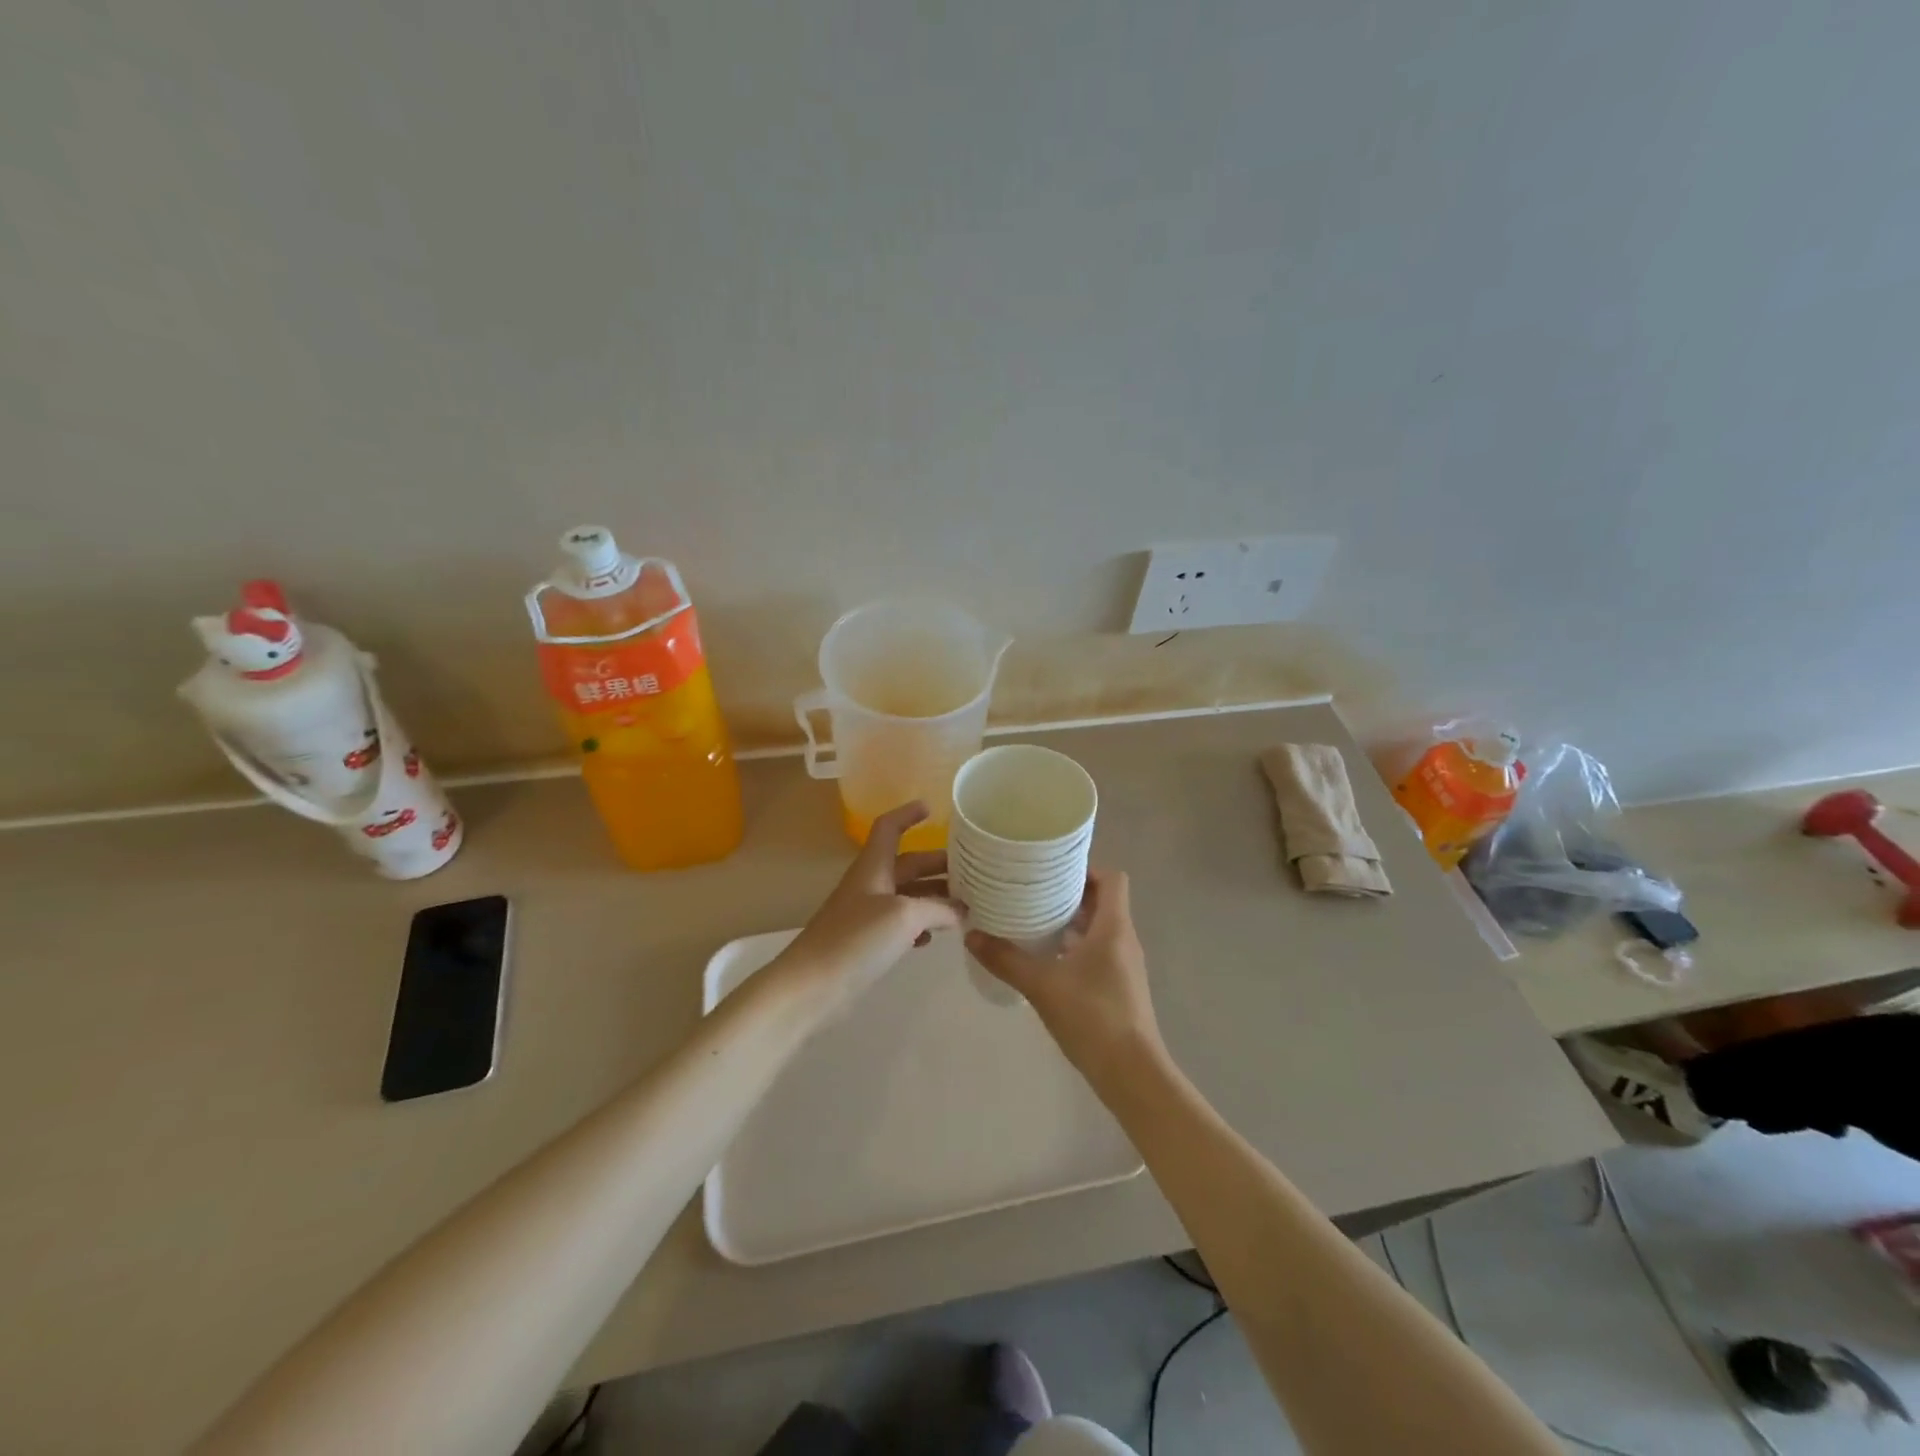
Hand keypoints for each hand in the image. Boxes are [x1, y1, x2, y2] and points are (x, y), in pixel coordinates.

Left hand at [777, 802, 963, 1015]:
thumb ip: (938, 909)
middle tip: (972, 871)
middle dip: (937, 864)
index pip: (889, 828)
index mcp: (874, 867)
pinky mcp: (866, 942)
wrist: (812, 986)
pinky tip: (934, 937)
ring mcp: (866, 914)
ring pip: (906, 895)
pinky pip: (899, 924)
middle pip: (907, 864)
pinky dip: (919, 924)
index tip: (931, 808)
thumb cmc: (856, 938)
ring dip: (933, 896)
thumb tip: (961, 911)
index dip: (908, 814)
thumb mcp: (905, 916)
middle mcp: (870, 884)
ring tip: (963, 905)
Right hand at [965, 869, 1165, 1087]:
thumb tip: (971, 935)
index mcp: (1114, 927)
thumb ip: (1006, 958)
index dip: (1086, 869)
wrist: (1132, 1074)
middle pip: (1103, 901)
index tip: (1052, 871)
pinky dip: (1075, 948)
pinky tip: (1046, 960)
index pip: (1112, 878)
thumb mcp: (1042, 985)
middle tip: (1032, 892)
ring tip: (1033, 921)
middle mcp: (1124, 939)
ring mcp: (1125, 965)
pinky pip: (1098, 952)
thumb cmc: (1092, 1017)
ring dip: (1071, 922)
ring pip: (1099, 928)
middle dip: (1069, 894)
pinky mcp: (1120, 987)